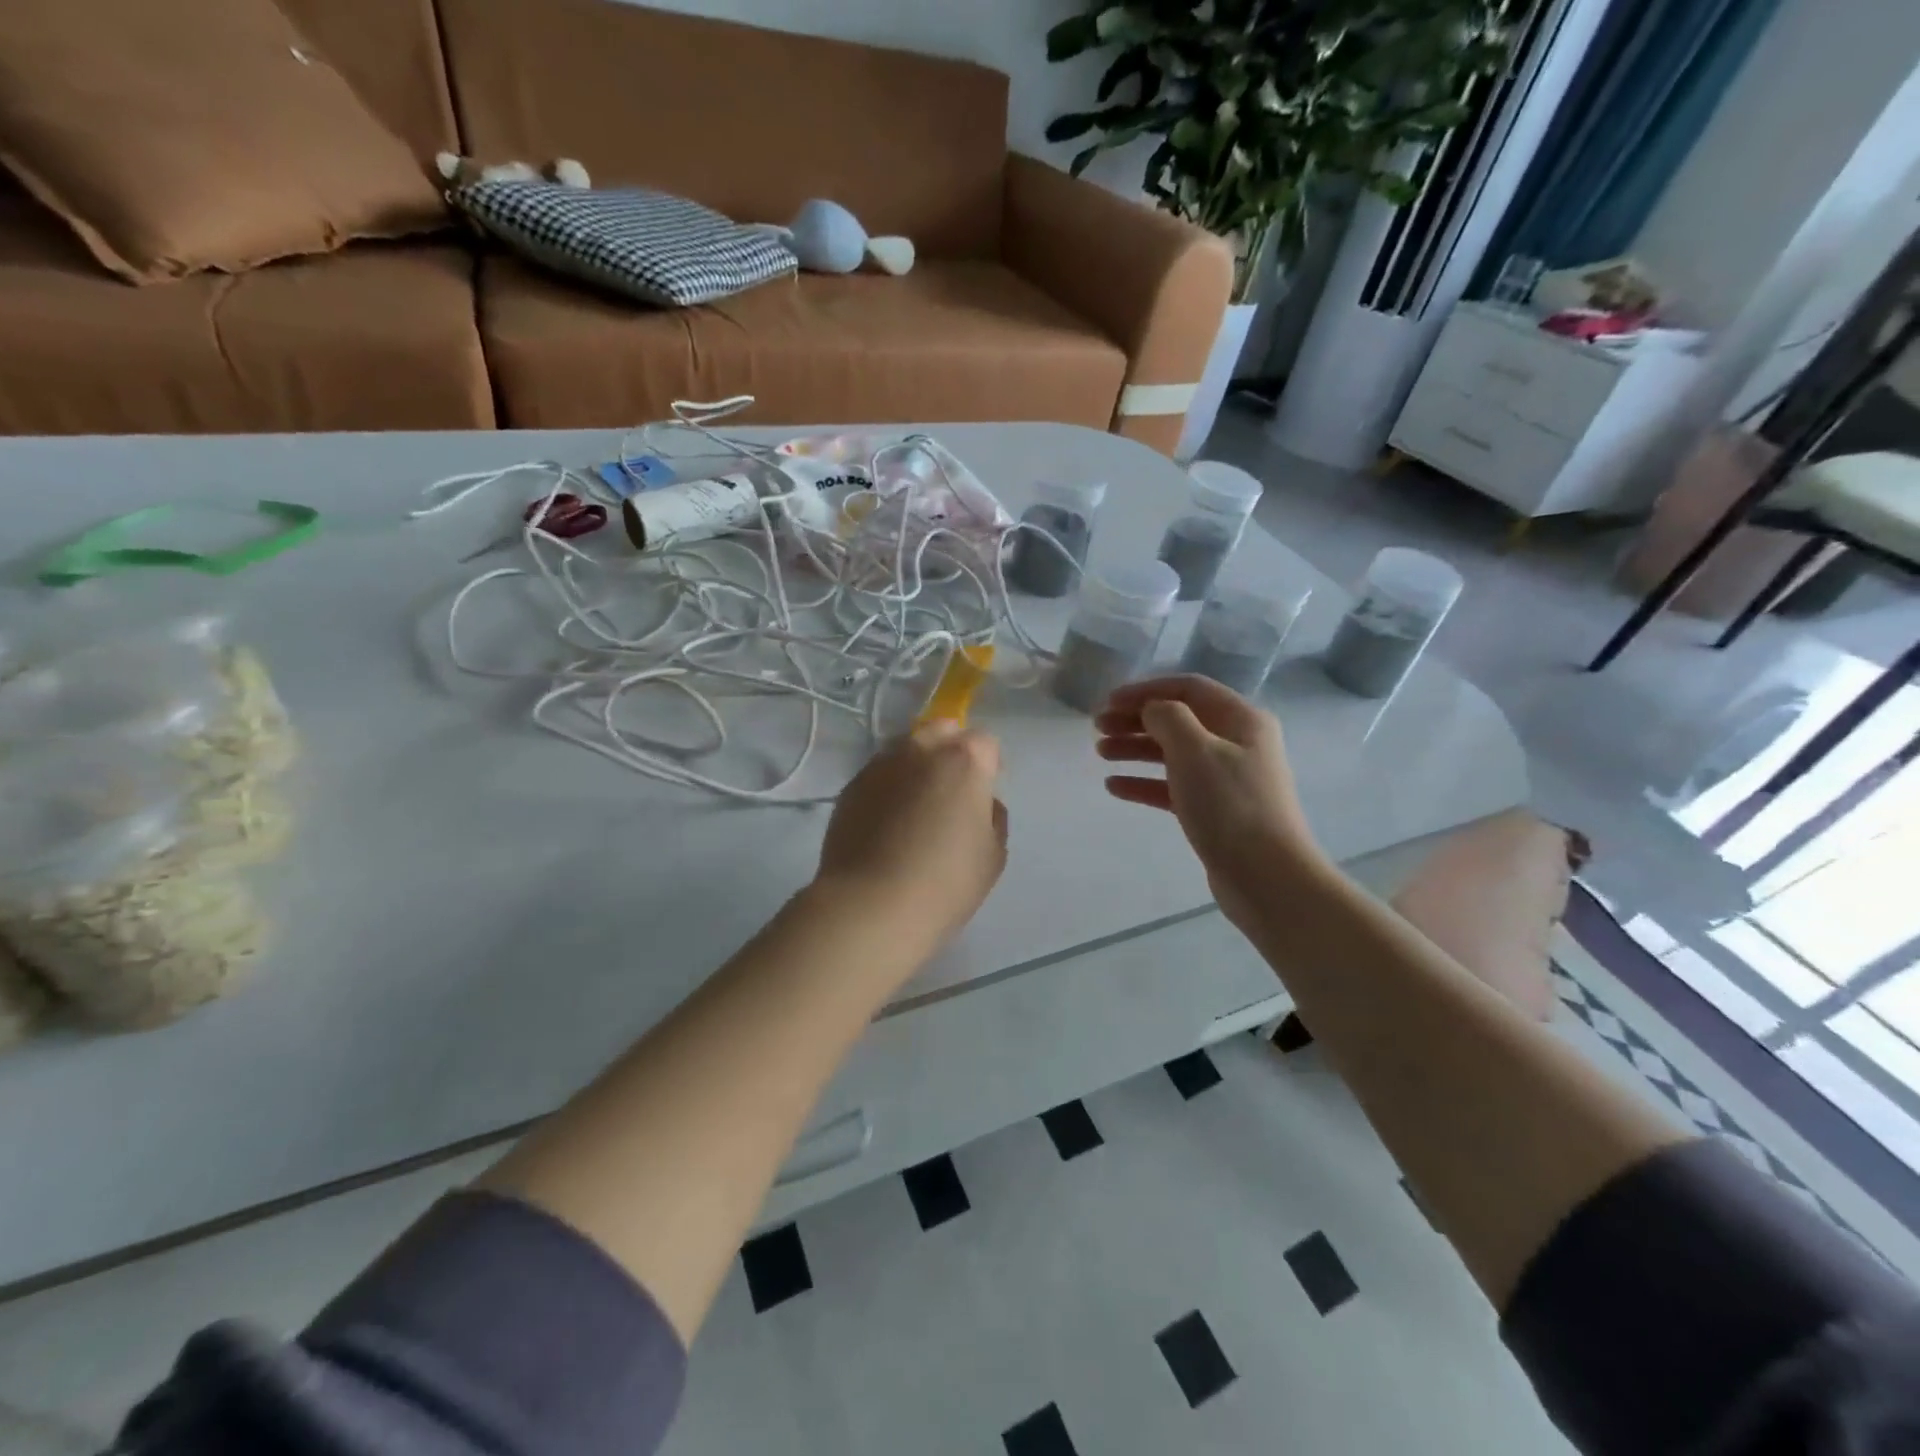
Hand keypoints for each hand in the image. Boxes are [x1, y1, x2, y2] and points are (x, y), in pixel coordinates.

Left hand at [816, 721, 1008, 950]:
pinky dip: (888, 788)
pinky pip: (879, 775)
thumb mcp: (993, 855)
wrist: (871, 905)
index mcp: (964, 759)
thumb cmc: (945, 882)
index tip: (984, 794)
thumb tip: (981, 803)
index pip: (985, 742)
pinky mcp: (851, 785)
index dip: (989, 765)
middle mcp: (921, 748)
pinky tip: (887, 822)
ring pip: (906, 750)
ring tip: (915, 807)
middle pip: (941, 731)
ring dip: (916, 766)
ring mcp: (881, 764)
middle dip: (950, 750)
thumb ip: (993, 817)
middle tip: (951, 791)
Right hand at [1095, 676, 1327, 922]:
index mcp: (1242, 719)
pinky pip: (1173, 787)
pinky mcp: (1215, 811)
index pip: (1188, 688)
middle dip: (1136, 720)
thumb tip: (1152, 710)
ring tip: (1100, 753)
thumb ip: (1168, 717)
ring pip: (1173, 753)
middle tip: (1097, 728)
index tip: (1108, 701)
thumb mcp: (1195, 750)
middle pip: (1179, 720)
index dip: (1145, 690)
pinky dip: (1144, 782)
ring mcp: (1226, 779)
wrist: (1267, 877)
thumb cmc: (1230, 805)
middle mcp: (1237, 743)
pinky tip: (1115, 787)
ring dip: (1136, 749)